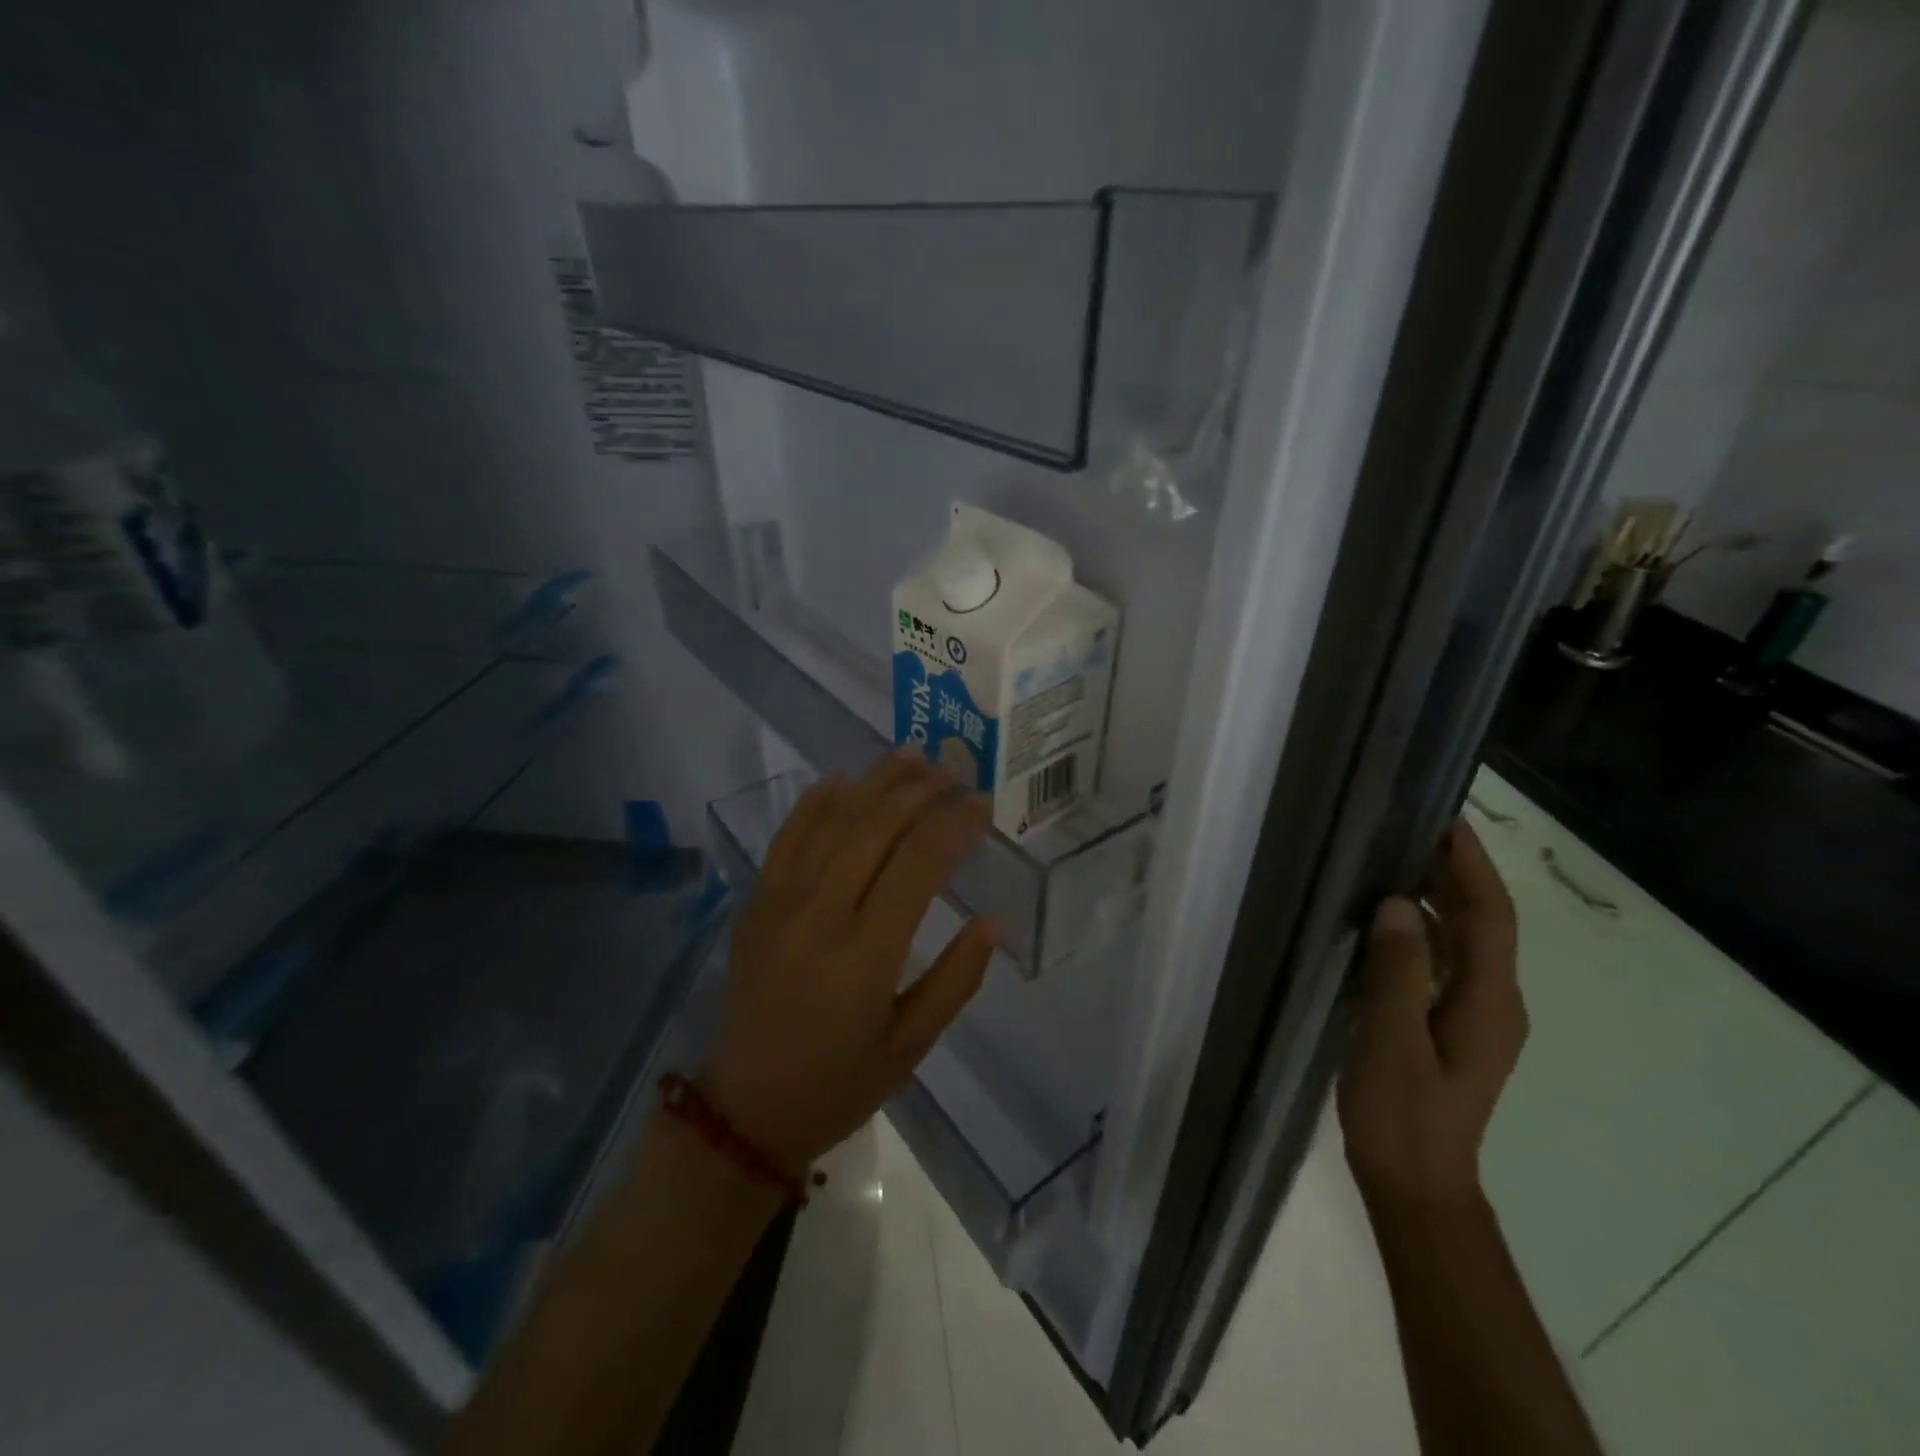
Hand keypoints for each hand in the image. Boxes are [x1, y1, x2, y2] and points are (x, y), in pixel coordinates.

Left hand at [701, 749, 998, 1174]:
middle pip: (875, 827)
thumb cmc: (840, 1083)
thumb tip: (993, 920)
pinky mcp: (756, 902)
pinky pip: (787, 836)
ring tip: (911, 757)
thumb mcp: (912, 1046)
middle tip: (954, 771)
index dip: (955, 824)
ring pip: (832, 820)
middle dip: (920, 790)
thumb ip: (956, 979)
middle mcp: (820, 916)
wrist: (747, 1109)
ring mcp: (780, 903)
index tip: (982, 804)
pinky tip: (844, 779)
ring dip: (874, 782)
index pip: (919, 864)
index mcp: (865, 956)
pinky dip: (817, 801)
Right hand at [1339, 819, 1524, 1208]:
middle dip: (1453, 872)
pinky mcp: (1450, 1024)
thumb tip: (1397, 904)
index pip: (1490, 916)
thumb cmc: (1402, 1116)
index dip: (1471, 865)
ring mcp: (1473, 1015)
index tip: (1445, 819)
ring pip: (1462, 940)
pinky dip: (1420, 929)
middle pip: (1482, 922)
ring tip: (1391, 860)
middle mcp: (1493, 1001)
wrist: (1416, 1185)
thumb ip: (1396, 973)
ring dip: (1436, 897)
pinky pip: (1442, 961)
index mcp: (1489, 1002)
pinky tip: (1384, 920)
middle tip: (1407, 827)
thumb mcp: (1392, 1043)